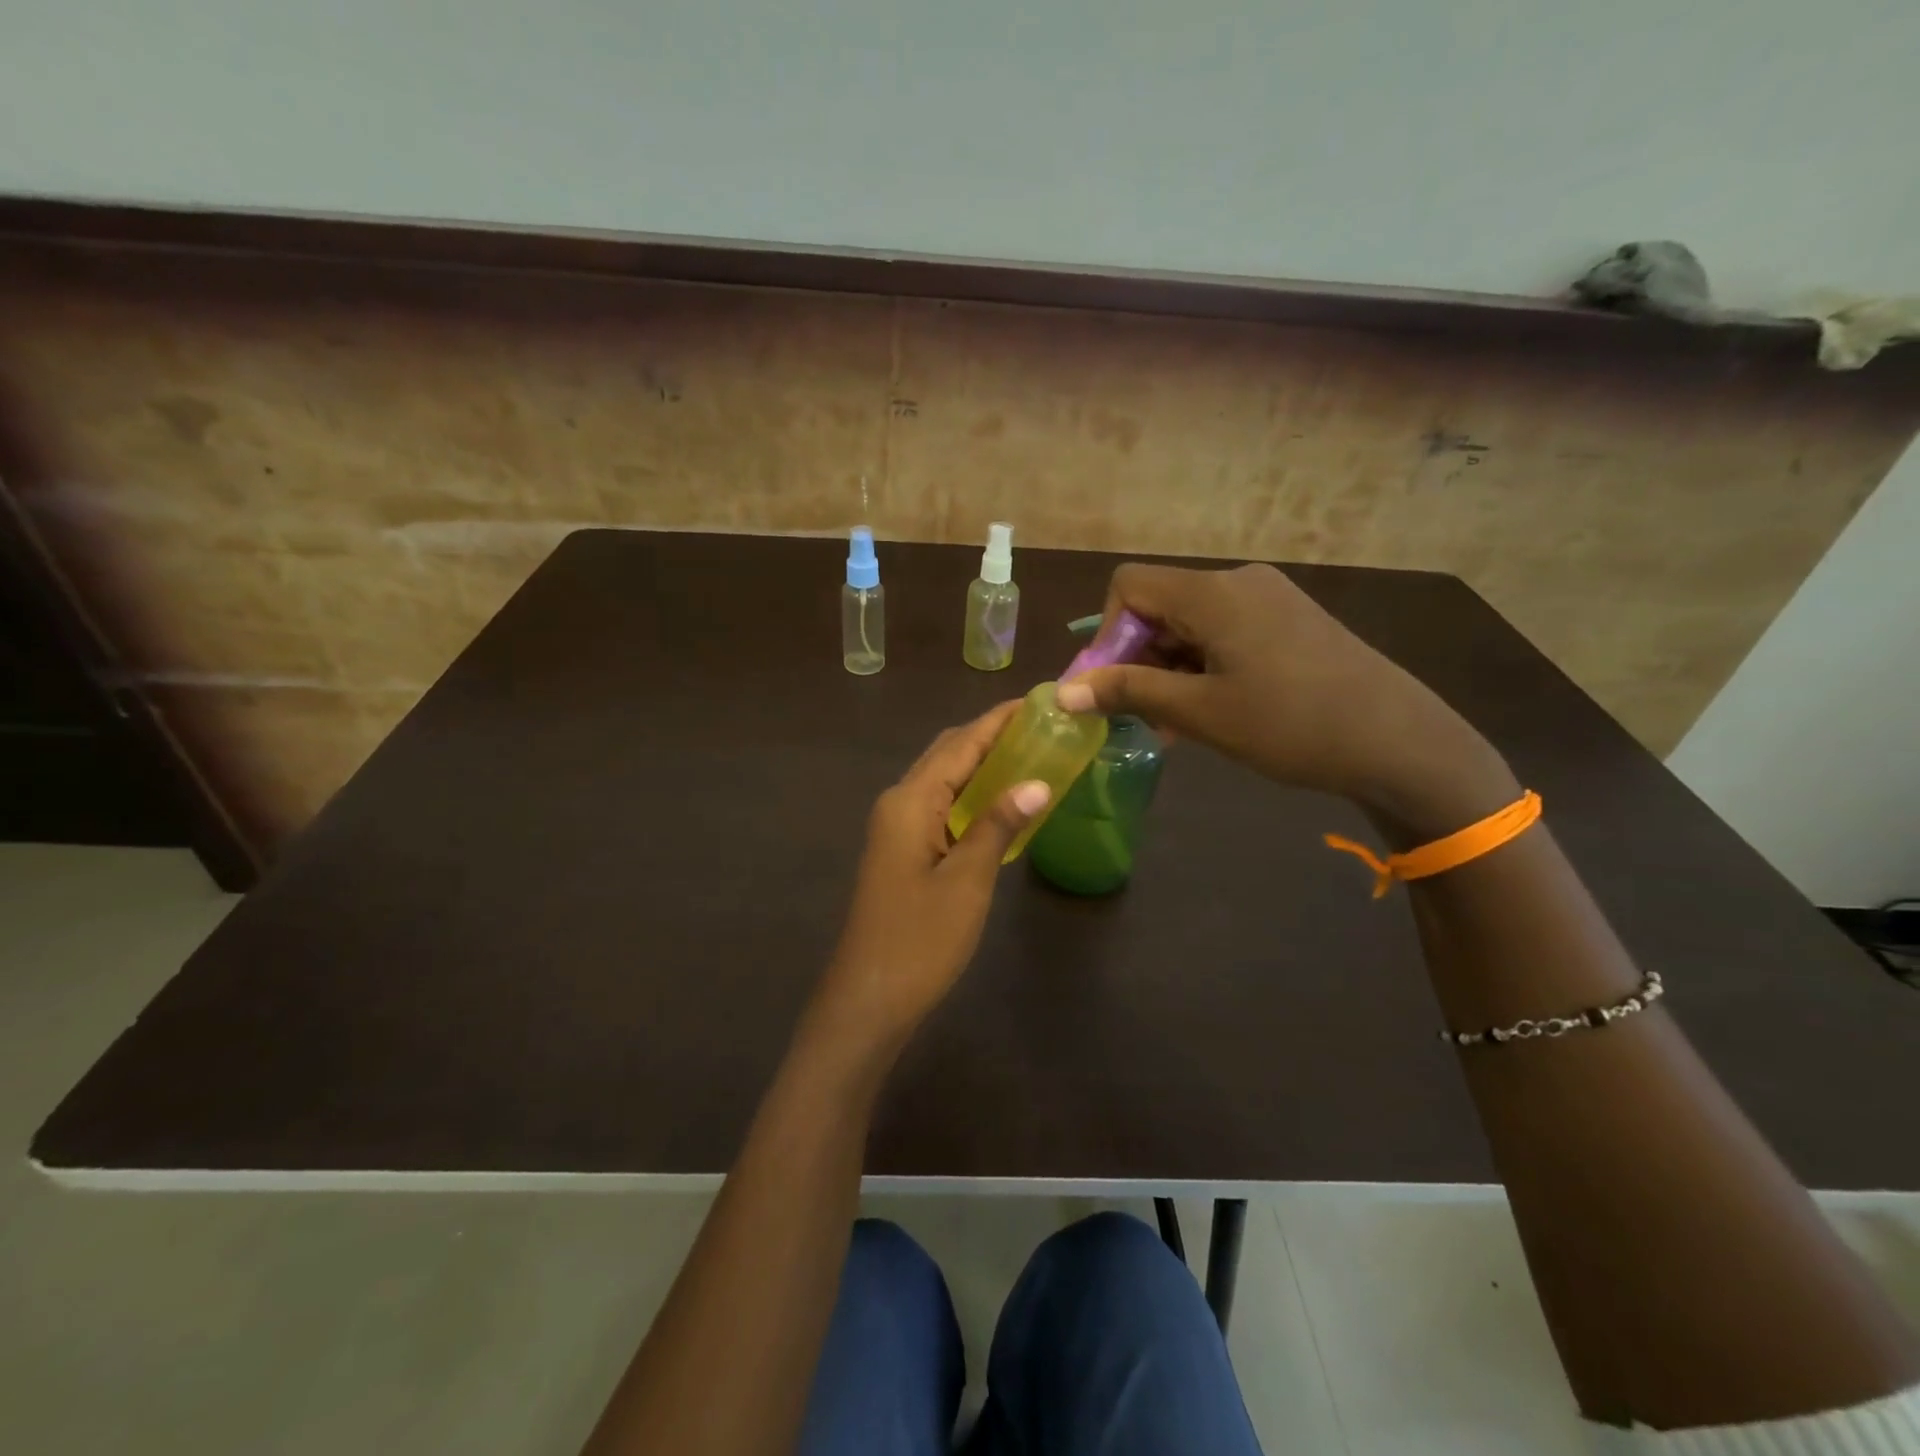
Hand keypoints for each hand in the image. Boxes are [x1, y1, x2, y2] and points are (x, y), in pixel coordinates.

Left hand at [814, 702, 1050, 1047]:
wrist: (869, 999)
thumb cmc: (919, 939)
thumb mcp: (968, 880)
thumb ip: (999, 825)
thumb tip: (1037, 783)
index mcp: (910, 800)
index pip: (960, 744)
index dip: (998, 721)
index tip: (1037, 701)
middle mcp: (898, 803)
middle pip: (947, 754)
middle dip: (990, 736)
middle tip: (1041, 728)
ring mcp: (896, 829)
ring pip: (943, 781)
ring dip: (981, 765)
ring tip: (1030, 755)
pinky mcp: (902, 852)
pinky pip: (940, 808)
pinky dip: (971, 796)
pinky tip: (1000, 803)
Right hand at [1056, 563, 1516, 838]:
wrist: (1400, 742)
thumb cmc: (1290, 725)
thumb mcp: (1199, 712)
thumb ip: (1127, 692)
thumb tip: (1061, 692)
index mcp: (1213, 592)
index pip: (1128, 586)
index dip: (1107, 634)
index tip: (1115, 686)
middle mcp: (1239, 581)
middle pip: (1159, 604)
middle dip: (1139, 658)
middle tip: (1145, 715)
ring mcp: (1269, 599)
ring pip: (1190, 622)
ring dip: (1170, 668)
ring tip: (1180, 723)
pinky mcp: (1289, 620)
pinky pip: (1224, 632)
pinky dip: (1203, 665)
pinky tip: (1215, 709)